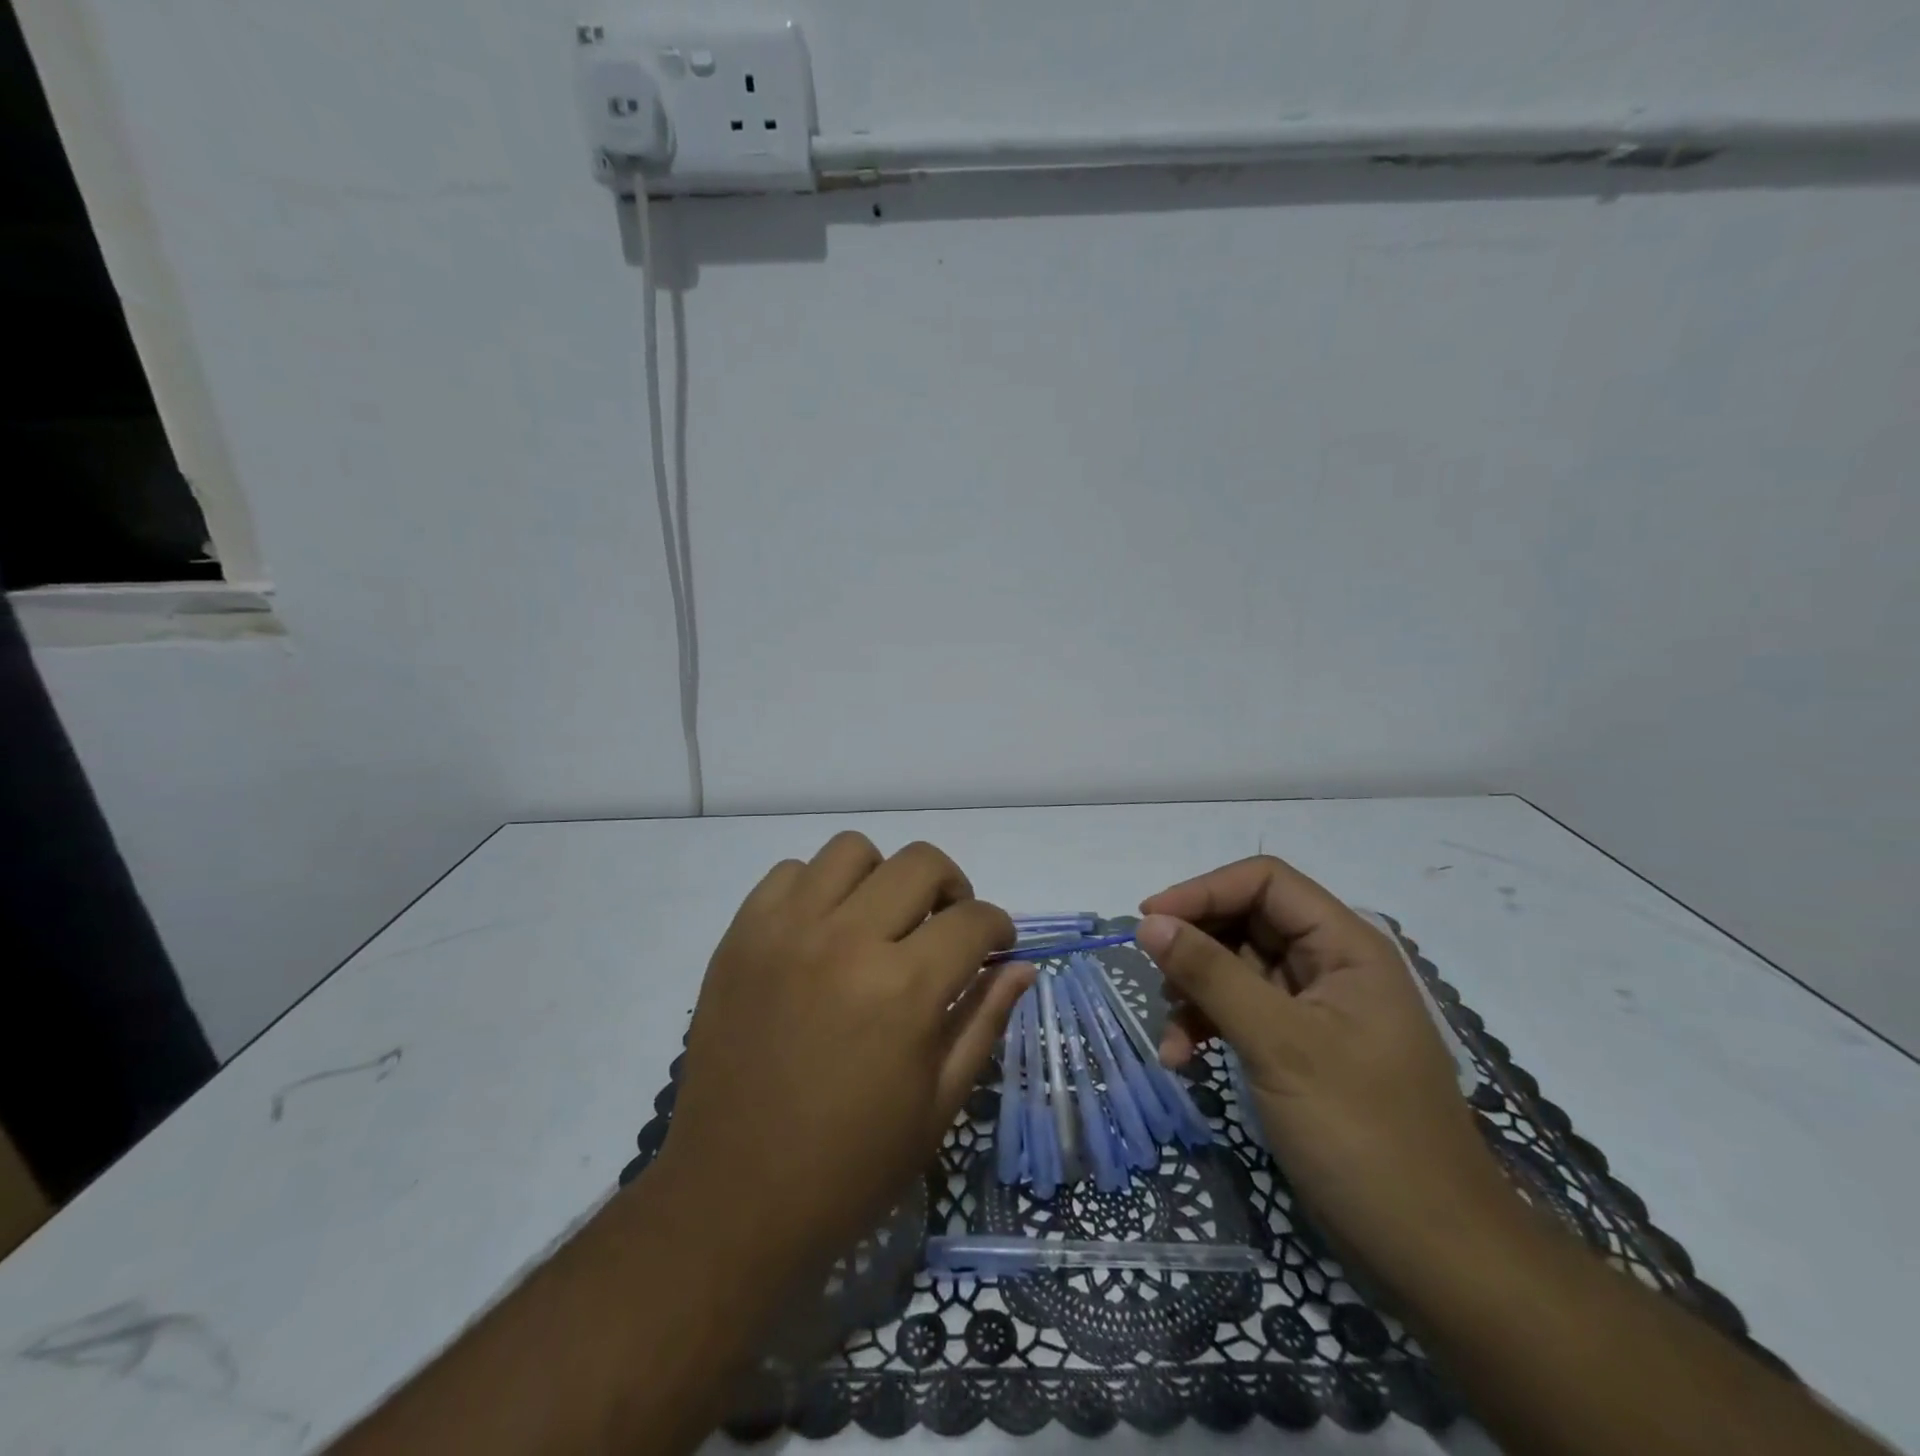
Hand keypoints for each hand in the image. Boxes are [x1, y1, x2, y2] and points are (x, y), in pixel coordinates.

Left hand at [656, 833, 1032, 1269]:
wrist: (733, 1198)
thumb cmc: (850, 1165)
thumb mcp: (938, 1106)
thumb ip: (983, 1021)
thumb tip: (1021, 965)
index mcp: (904, 989)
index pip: (974, 919)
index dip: (998, 928)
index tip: (994, 947)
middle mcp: (847, 940)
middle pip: (920, 863)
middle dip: (951, 888)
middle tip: (944, 927)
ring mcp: (786, 930)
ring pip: (852, 851)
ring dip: (881, 878)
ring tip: (878, 921)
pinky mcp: (741, 936)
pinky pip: (789, 873)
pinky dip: (816, 889)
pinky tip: (820, 932)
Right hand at [1137, 856, 1518, 1295]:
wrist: (1434, 1255)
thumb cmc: (1364, 1136)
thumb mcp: (1279, 1045)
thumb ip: (1212, 975)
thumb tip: (1149, 921)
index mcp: (1346, 946)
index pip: (1265, 882)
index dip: (1204, 890)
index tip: (1149, 920)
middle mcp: (1332, 965)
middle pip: (1246, 921)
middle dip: (1196, 946)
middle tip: (1154, 976)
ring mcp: (1316, 1009)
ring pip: (1237, 968)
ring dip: (1195, 993)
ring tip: (1171, 1036)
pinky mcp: (1300, 1048)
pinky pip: (1241, 1012)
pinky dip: (1208, 1027)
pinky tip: (1183, 1059)